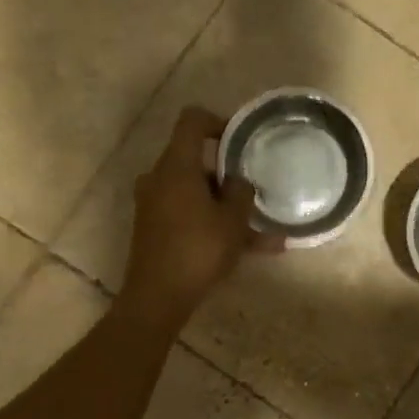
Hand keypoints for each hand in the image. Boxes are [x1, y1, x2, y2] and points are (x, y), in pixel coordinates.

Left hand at [117, 107, 281, 331]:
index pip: (191, 121)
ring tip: (265, 233)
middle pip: (196, 161)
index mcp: (176, 166)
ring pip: (197, 194)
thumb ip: (242, 192)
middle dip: (228, 176)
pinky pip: (189, 215)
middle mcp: (159, 178)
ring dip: (227, 208)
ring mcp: (153, 204)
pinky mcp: (154, 227)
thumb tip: (239, 181)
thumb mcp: (233, 220)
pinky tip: (249, 250)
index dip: (217, 121)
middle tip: (255, 192)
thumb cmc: (198, 250)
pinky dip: (214, 225)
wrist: (157, 297)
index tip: (240, 139)